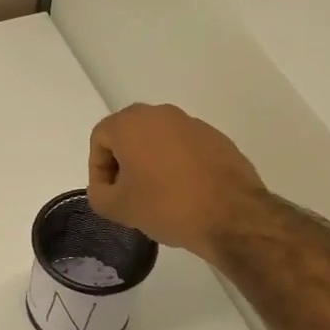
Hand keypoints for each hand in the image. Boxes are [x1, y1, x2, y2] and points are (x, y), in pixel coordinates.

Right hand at [87, 103, 266, 261]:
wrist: (231, 215)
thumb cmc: (166, 206)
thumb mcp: (117, 208)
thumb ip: (98, 194)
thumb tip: (106, 188)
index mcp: (132, 123)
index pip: (100, 139)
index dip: (98, 169)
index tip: (109, 194)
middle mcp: (161, 114)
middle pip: (129, 135)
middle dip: (123, 164)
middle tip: (128, 194)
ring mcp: (193, 124)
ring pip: (158, 141)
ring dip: (150, 164)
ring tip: (157, 196)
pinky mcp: (217, 138)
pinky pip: (184, 148)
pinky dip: (177, 166)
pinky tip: (184, 193)